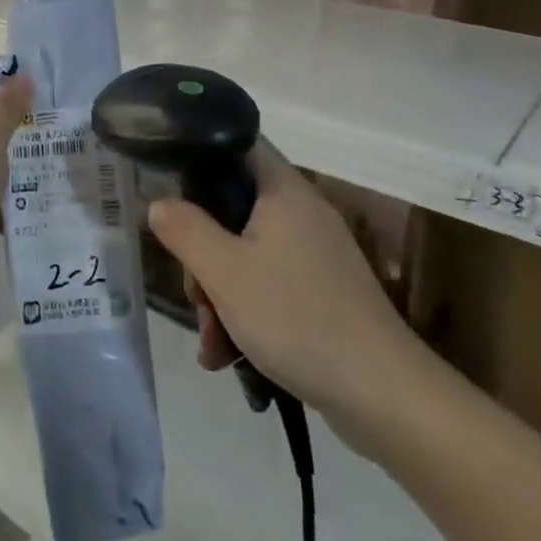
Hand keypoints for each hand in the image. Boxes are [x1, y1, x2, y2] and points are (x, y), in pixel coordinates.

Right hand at [147, 140, 424, 446]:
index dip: (200, 161)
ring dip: (220, 296)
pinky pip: (270, 286)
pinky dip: (246, 313)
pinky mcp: (323, 292)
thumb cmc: (297, 317)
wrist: (381, 392)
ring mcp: (316, 254)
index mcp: (284, 191)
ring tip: (212, 346)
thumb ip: (185, 231)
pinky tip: (229, 357)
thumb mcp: (225, 273)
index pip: (238, 147)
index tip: (172, 195)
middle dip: (204, 256)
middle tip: (196, 297)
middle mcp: (302, 213)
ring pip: (248, 255)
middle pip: (234, 212)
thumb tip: (158, 203)